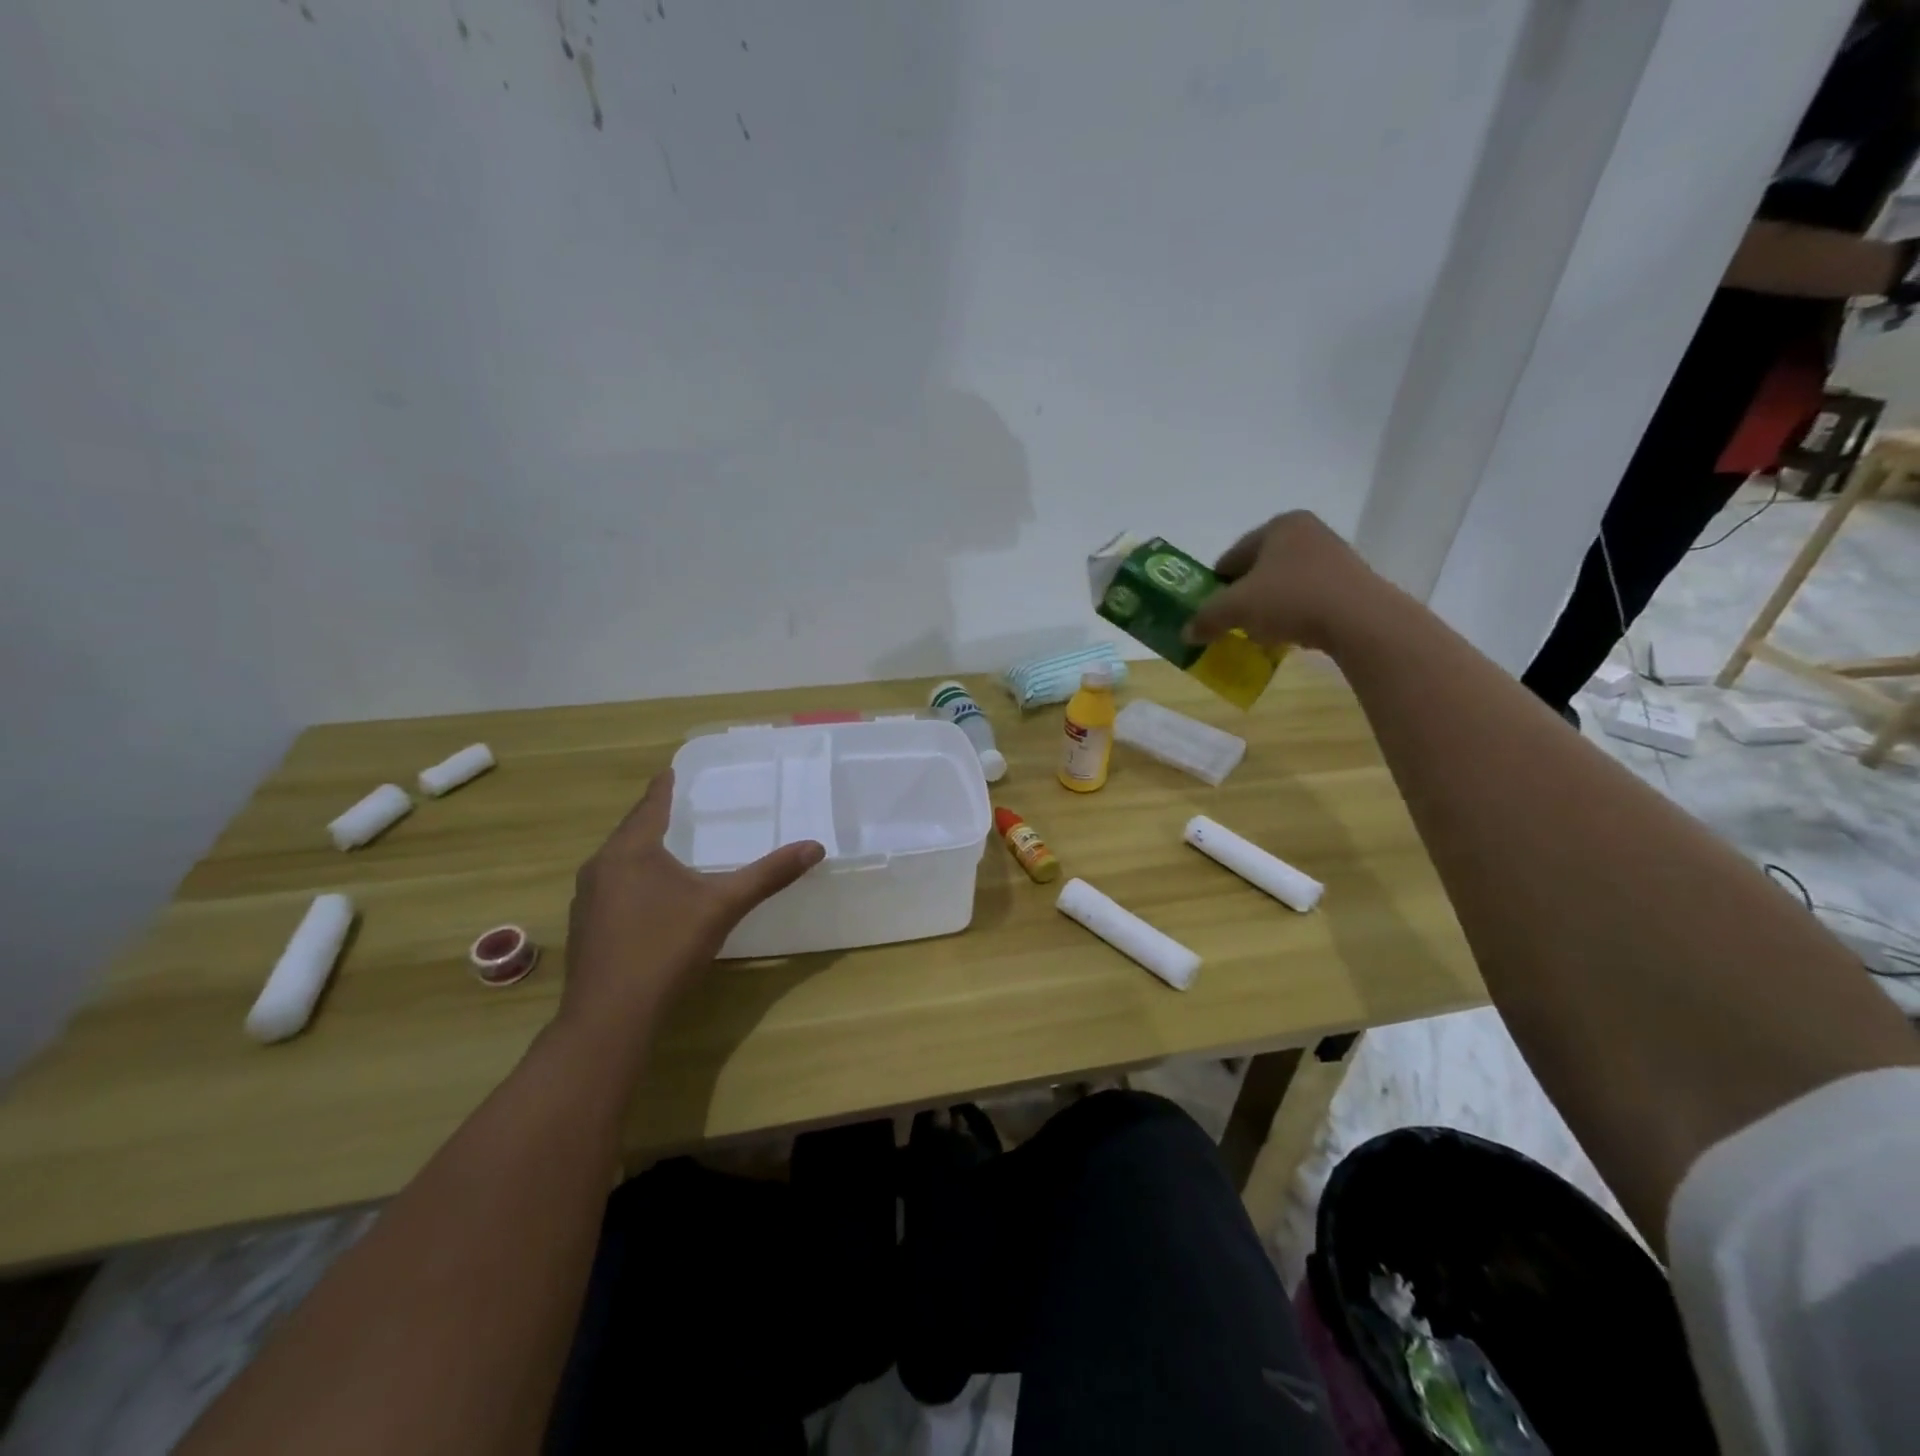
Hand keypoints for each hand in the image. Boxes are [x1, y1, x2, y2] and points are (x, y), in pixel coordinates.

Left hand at [557, 770, 822, 1045]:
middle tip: (680, 806)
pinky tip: (650, 896)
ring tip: (668, 846)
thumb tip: (814, 847)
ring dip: (642, 849)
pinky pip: (612, 887)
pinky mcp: (586, 928)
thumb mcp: (723, 906)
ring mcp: (587, 899)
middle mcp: (601, 867)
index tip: (672, 770)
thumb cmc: (666, 948)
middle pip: (631, 831)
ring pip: (619, 861)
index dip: (665, 786)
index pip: (651, 805)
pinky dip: (633, 878)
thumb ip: (768, 875)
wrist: (610, 1017)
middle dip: (654, 817)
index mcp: (631, 851)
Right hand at [1182, 511, 1385, 653]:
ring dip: (1267, 606)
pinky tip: (1289, 634)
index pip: (1232, 556)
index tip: (1208, 611)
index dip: (1214, 586)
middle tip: (1231, 622)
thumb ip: (1206, 618)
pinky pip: (1308, 596)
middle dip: (1242, 596)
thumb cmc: (1290, 599)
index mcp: (1278, 526)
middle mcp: (1308, 532)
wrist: (1359, 619)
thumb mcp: (1235, 609)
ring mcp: (1334, 555)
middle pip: (1259, 569)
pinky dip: (1293, 613)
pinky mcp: (1351, 581)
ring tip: (1259, 632)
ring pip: (1284, 583)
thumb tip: (1186, 632)